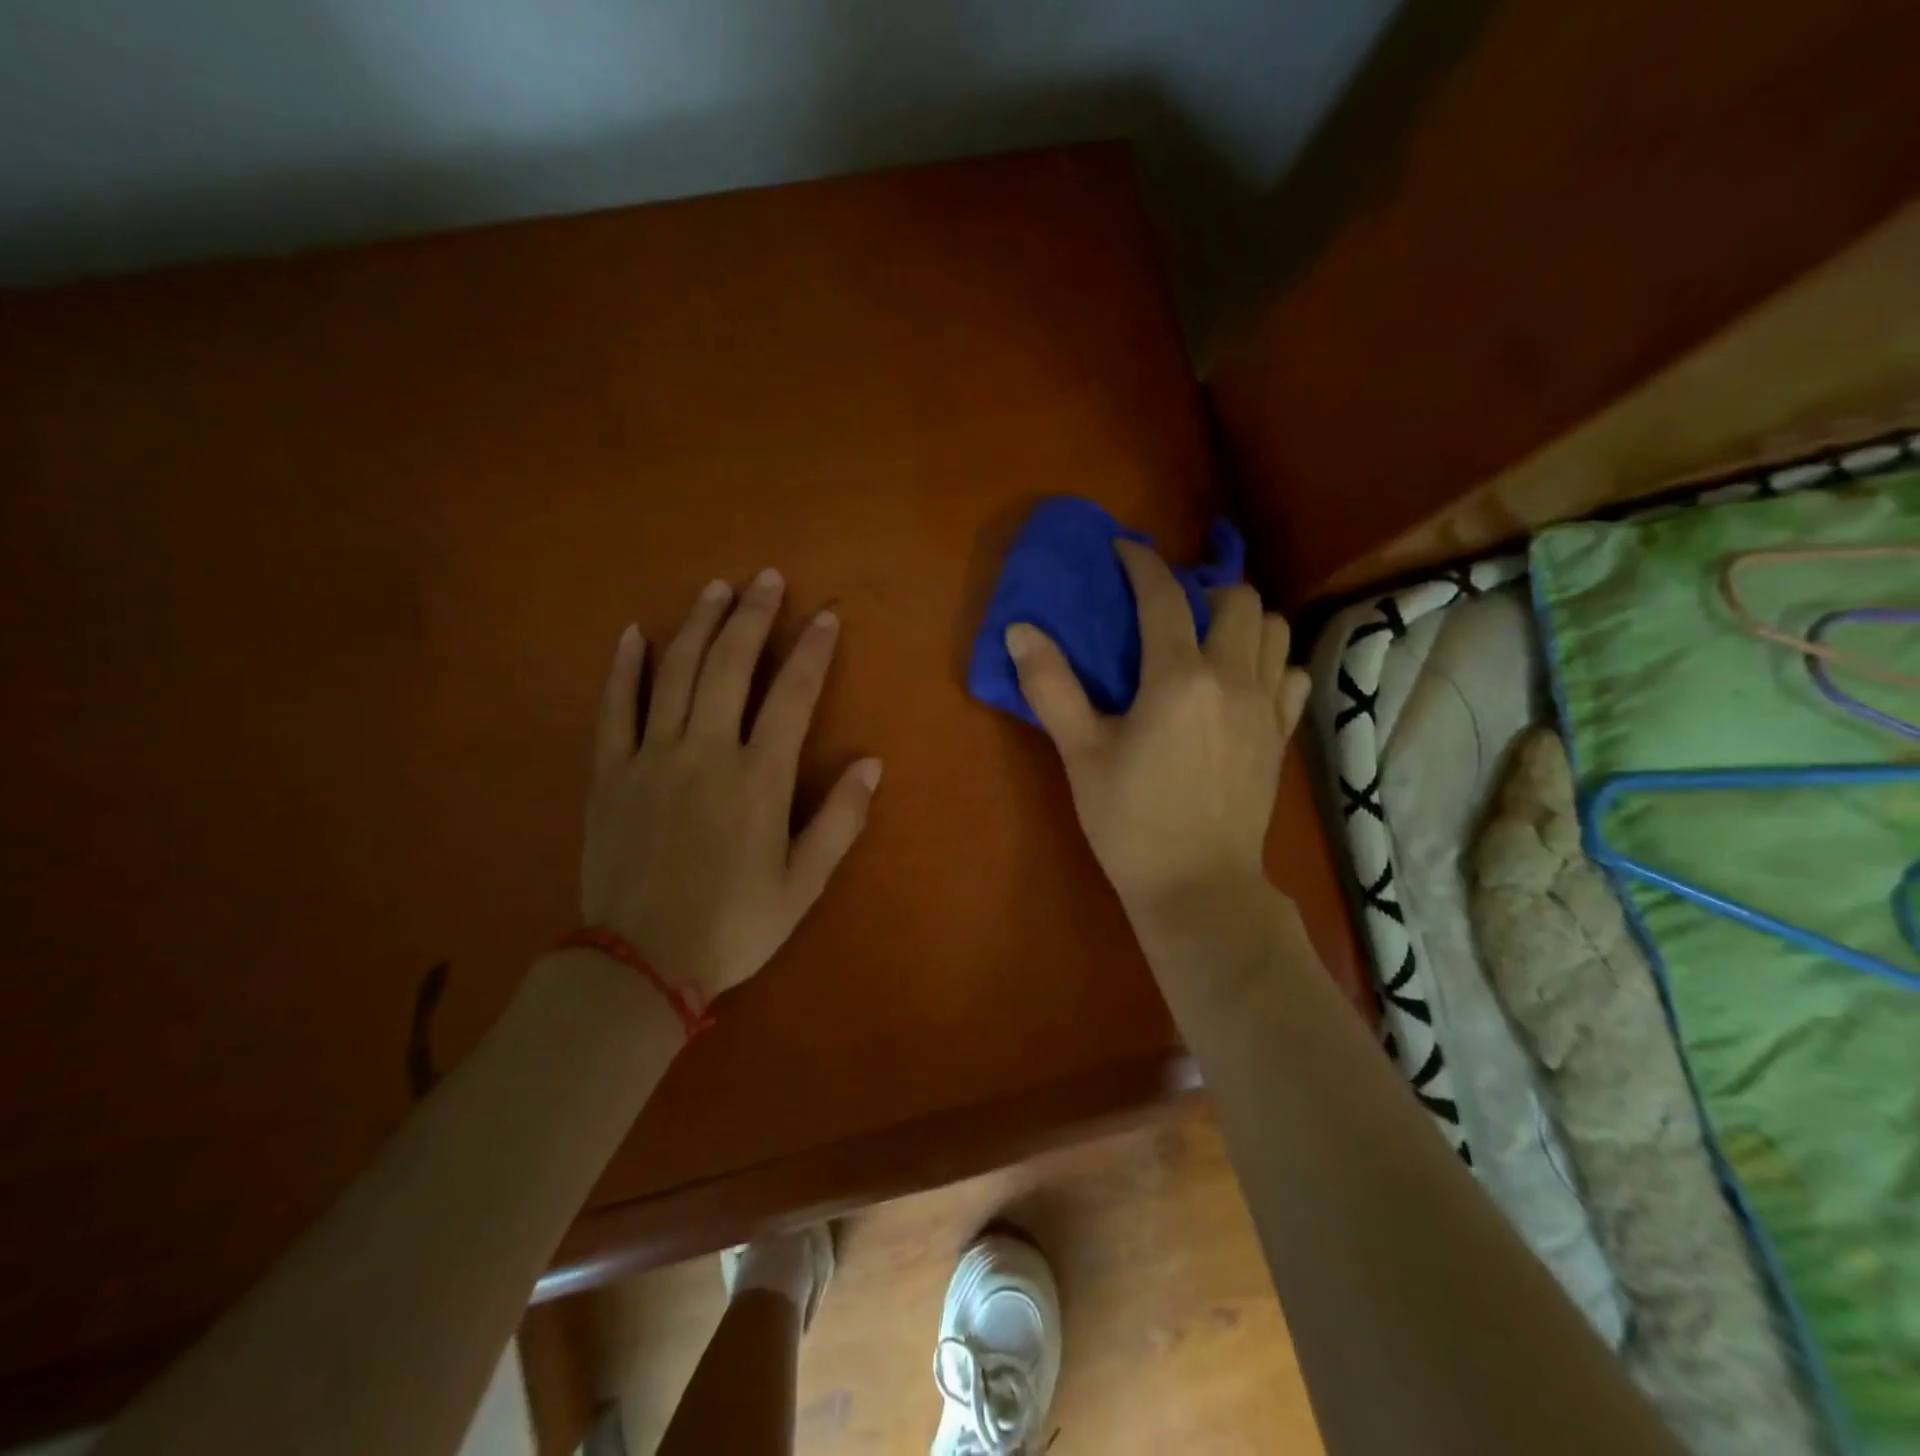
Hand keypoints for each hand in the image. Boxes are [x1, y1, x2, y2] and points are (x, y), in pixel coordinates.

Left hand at [580, 570, 881, 1006]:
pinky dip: (624, 668)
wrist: (639, 963)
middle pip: (730, 665)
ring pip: (676, 672)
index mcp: (758, 778)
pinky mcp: (609, 773)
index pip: (793, 696)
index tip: (824, 617)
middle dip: (752, 616)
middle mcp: (706, 751)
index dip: (812, 651)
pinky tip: (632, 634)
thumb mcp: (803, 884)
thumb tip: (871, 763)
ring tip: (715, 588)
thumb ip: (840, 820)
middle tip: (766, 579)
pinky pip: (614, 708)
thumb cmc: (733, 925)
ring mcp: (652, 757)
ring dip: (697, 625)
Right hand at [1005, 539, 1309, 932]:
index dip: (1141, 563)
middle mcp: (1232, 678)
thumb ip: (1052, 687)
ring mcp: (1266, 706)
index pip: (1163, 596)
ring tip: (1207, 638)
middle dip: (1201, 588)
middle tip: (1168, 608)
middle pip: (1236, 598)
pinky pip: (1291, 673)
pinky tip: (1241, 682)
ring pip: (1273, 628)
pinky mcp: (1281, 734)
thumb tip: (1021, 630)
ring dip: (1241, 619)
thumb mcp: (1081, 754)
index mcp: (1178, 678)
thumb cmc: (1130, 822)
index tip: (1123, 549)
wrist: (1198, 886)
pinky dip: (1270, 661)